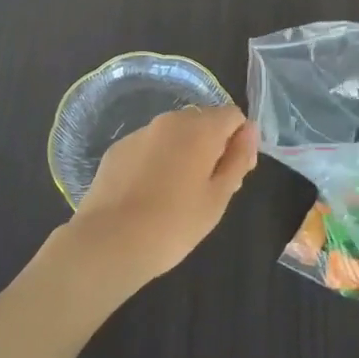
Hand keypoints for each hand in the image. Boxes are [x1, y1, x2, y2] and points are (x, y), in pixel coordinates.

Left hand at [66, 106, 258, 291]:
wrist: (109, 242)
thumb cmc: (174, 224)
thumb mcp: (218, 198)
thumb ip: (238, 159)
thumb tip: (249, 131)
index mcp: (200, 128)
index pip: (233, 115)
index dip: (240, 142)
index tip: (234, 175)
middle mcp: (170, 120)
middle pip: (203, 121)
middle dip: (212, 146)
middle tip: (208, 190)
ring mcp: (141, 132)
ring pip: (174, 133)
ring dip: (184, 153)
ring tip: (177, 195)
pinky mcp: (118, 148)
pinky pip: (149, 146)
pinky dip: (157, 161)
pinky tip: (149, 194)